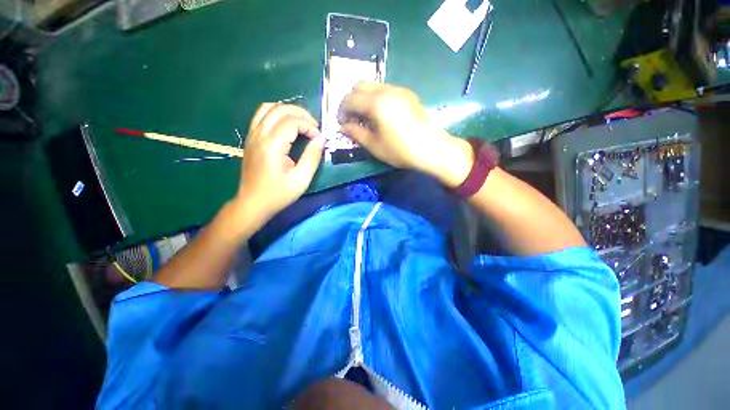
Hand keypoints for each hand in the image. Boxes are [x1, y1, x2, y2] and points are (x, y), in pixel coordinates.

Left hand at [232, 103, 325, 227]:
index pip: (292, 121)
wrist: (253, 202)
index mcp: (272, 145)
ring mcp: (252, 134)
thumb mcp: (302, 179)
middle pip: (280, 109)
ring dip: (288, 111)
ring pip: (268, 107)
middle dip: (301, 114)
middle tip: (314, 127)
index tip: (319, 138)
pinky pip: (261, 115)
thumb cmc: (279, 193)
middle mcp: (259, 134)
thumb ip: (313, 156)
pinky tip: (287, 125)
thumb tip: (321, 138)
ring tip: (302, 122)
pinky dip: (276, 114)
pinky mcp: (250, 138)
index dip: (309, 126)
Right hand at [338, 82, 472, 186]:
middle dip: (351, 100)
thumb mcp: (375, 146)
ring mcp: (398, 89)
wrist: (431, 148)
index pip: (350, 99)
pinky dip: (375, 98)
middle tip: (352, 118)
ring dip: (363, 98)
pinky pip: (385, 89)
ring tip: (365, 117)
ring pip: (373, 85)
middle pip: (359, 85)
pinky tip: (379, 114)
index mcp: (376, 103)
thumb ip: (356, 133)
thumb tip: (344, 127)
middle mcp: (386, 90)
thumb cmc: (401, 150)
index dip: (342, 111)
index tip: (342, 123)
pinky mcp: (407, 94)